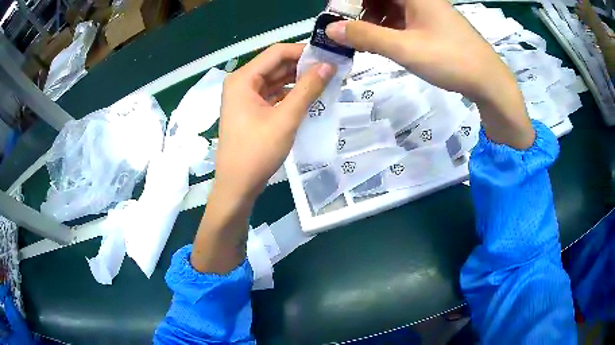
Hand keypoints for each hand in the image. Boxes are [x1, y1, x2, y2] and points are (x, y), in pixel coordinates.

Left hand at [214, 43, 334, 202]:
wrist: (237, 186)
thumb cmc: (257, 152)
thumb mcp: (285, 119)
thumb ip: (307, 89)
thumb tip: (328, 66)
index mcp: (243, 79)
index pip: (276, 52)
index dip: (303, 51)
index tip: (328, 57)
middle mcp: (241, 83)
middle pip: (275, 65)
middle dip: (303, 66)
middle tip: (332, 69)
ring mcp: (245, 97)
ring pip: (275, 80)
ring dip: (298, 80)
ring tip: (326, 81)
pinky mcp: (250, 110)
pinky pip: (273, 94)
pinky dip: (290, 94)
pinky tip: (309, 96)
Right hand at [327, 0, 534, 148]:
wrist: (489, 82)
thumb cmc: (451, 60)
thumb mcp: (405, 48)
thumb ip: (366, 36)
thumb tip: (331, 29)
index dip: (350, 1)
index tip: (336, 16)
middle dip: (359, 10)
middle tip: (346, 29)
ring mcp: (427, 10)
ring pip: (390, 6)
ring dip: (372, 19)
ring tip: (361, 39)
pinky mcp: (432, 23)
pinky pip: (402, 17)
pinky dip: (388, 27)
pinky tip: (382, 41)